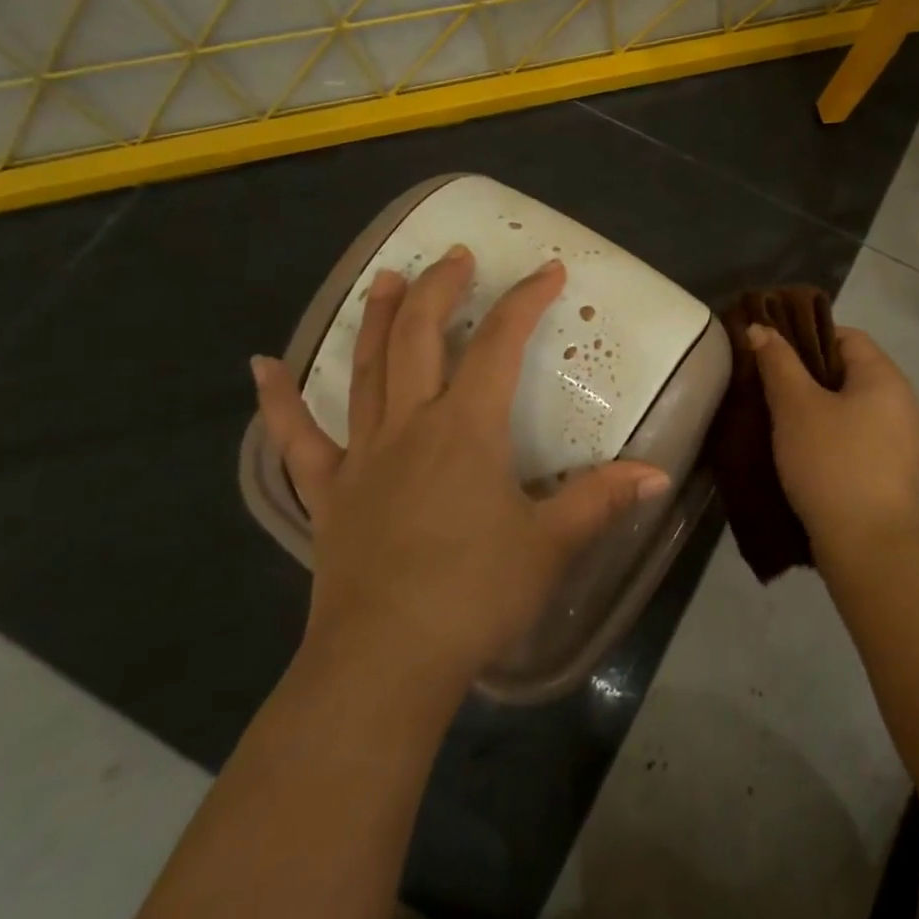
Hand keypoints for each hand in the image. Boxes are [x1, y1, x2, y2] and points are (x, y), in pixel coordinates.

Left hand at [252, 245, 669, 697]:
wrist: (386, 662)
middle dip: (441, 288)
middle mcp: (411, 424)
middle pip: (419, 336)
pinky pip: (297, 439)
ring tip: (386, 278)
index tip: (547, 271)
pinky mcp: (328, 492)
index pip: (499, 344)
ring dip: (376, 318)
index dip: (525, 301)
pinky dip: (277, 402)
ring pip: (365, 368)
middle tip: (456, 256)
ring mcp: (363, 455)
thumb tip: (658, 474)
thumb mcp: (552, 545)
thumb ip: (603, 500)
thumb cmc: (476, 594)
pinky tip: (260, 366)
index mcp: (466, 428)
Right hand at [747, 323, 918, 578]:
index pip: (845, 336)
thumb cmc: (831, 464)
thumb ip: (777, 362)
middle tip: (766, 385)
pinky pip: (855, 435)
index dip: (806, 337)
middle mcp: (901, 401)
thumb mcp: (796, 407)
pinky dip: (828, 434)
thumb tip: (760, 328)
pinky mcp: (890, 469)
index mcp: (885, 377)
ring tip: (776, 418)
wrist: (868, 547)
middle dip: (805, 374)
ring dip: (814, 407)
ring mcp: (900, 438)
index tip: (771, 354)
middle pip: (847, 370)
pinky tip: (799, 450)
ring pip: (849, 405)